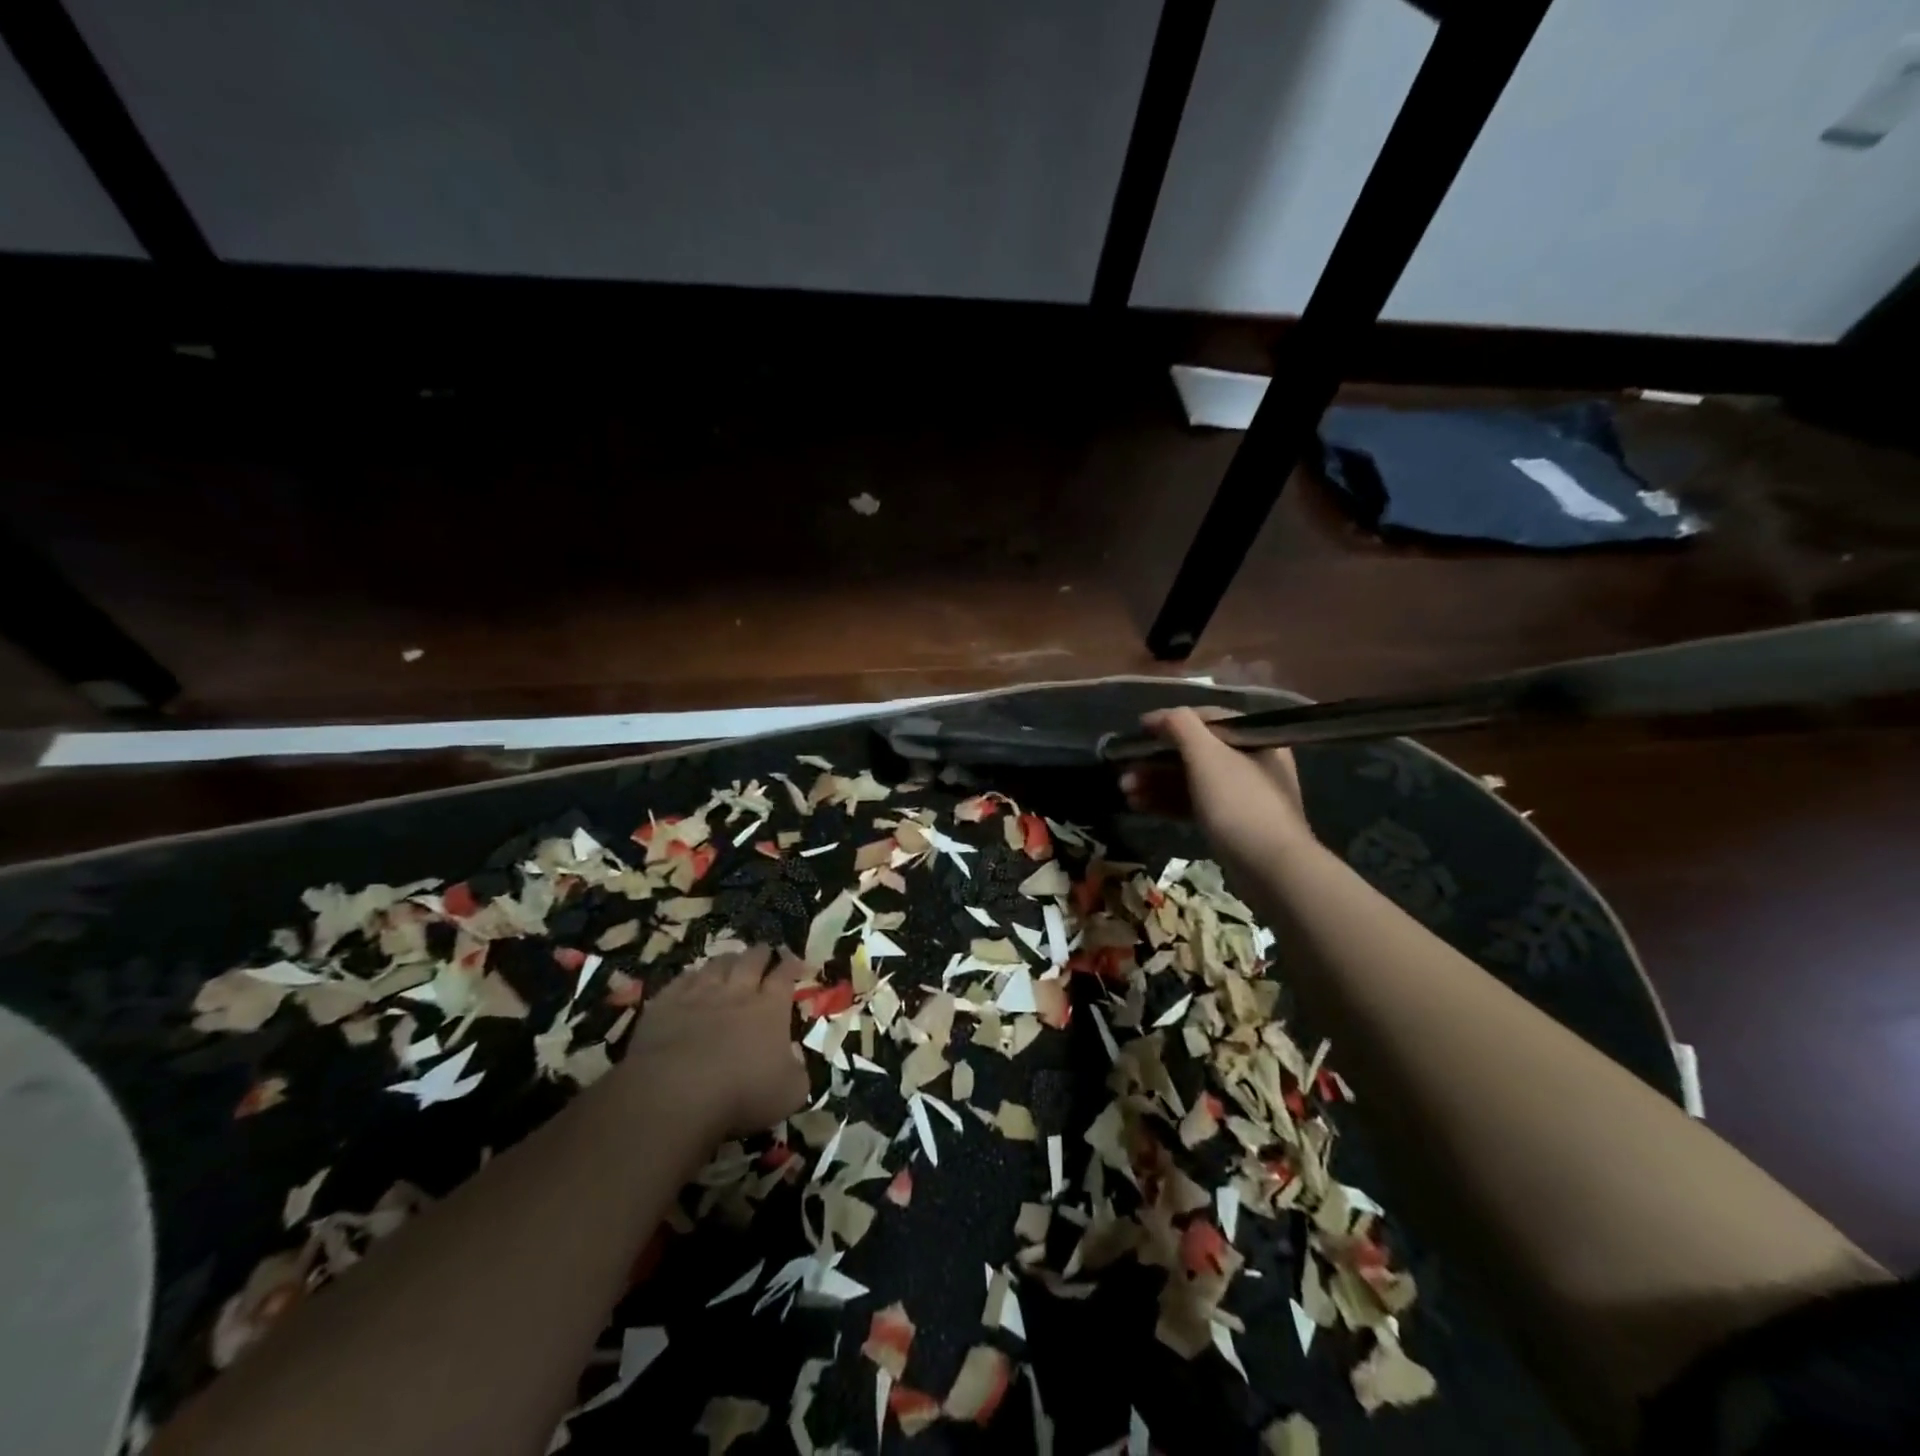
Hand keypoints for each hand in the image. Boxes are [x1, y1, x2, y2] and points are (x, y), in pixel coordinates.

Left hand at [619, 945, 808, 1137]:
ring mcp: (698, 995)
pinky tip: (691, 977)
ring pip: (716, 965)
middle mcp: (737, 993)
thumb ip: (798, 1072)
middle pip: (751, 961)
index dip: (791, 965)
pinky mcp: (665, 1005)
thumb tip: (795, 1058)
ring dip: (727, 959)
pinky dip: (690, 976)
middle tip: (765, 950)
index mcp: (770, 1009)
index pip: (784, 976)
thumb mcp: (790, 1093)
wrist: (675, 1094)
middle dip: (761, 953)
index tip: (795, 960)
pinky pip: (680, 980)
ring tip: (731, 958)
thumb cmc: (741, 1095)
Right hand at [1119, 707, 1313, 873]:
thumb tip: (1159, 717)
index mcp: (1253, 739)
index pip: (1206, 719)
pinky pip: (1194, 803)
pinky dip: (1168, 802)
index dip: (1169, 721)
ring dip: (1156, 782)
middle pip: (1194, 752)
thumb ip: (1180, 726)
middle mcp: (1251, 762)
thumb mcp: (1206, 755)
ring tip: (1125, 792)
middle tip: (1124, 770)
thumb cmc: (1238, 802)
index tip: (1138, 730)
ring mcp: (1241, 795)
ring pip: (1191, 780)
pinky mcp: (1231, 823)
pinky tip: (1140, 806)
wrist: (1270, 867)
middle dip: (1155, 760)